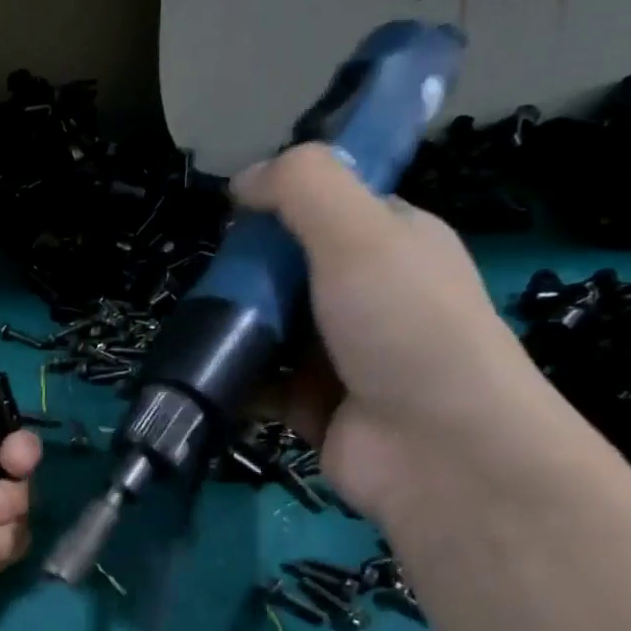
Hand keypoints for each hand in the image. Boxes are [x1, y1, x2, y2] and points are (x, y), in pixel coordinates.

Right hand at [235, 144, 560, 521]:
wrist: (438, 451)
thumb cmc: (406, 328)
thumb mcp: (361, 235)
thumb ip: (304, 189)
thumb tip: (244, 178)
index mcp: (393, 243)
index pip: (328, 209)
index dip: (280, 207)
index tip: (234, 219)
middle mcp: (367, 295)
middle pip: (287, 270)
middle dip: (242, 274)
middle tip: (206, 284)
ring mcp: (337, 354)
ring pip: (267, 328)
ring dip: (230, 328)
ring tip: (191, 328)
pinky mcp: (309, 404)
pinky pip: (257, 382)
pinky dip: (231, 379)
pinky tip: (201, 373)